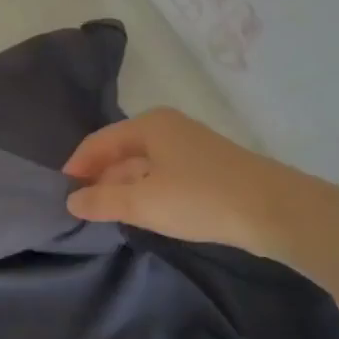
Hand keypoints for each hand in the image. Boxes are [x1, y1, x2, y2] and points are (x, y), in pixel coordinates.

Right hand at [62, 107, 294, 256]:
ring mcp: (190, 148)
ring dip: (122, 187)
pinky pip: (162, 176)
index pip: (97, 142)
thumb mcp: (143, 203)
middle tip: (81, 207)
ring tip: (106, 214)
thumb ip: (101, 201)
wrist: (277, 211)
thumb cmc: (201, 198)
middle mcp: (167, 128)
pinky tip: (141, 213)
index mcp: (148, 125)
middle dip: (98, 178)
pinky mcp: (207, 169)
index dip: (76, 167)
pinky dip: (145, 192)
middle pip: (119, 151)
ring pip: (141, 165)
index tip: (61, 193)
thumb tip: (71, 200)